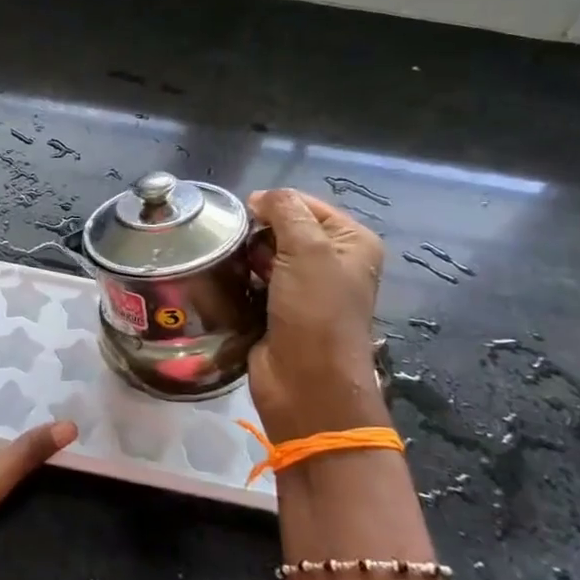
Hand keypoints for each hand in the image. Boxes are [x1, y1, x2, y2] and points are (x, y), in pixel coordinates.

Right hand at [246, 189, 387, 442]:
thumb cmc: (315, 312)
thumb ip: (286, 211)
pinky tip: (228, 281)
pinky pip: (254, 279)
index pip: (304, 204)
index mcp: (351, 241)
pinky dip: (240, 278)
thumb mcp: (308, 250)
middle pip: (283, 226)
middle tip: (238, 246)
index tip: (245, 216)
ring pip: (264, 253)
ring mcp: (304, 286)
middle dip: (257, 232)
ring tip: (229, 264)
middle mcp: (331, 260)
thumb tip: (260, 197)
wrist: (305, 382)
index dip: (274, 205)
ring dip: (245, 255)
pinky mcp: (278, 307)